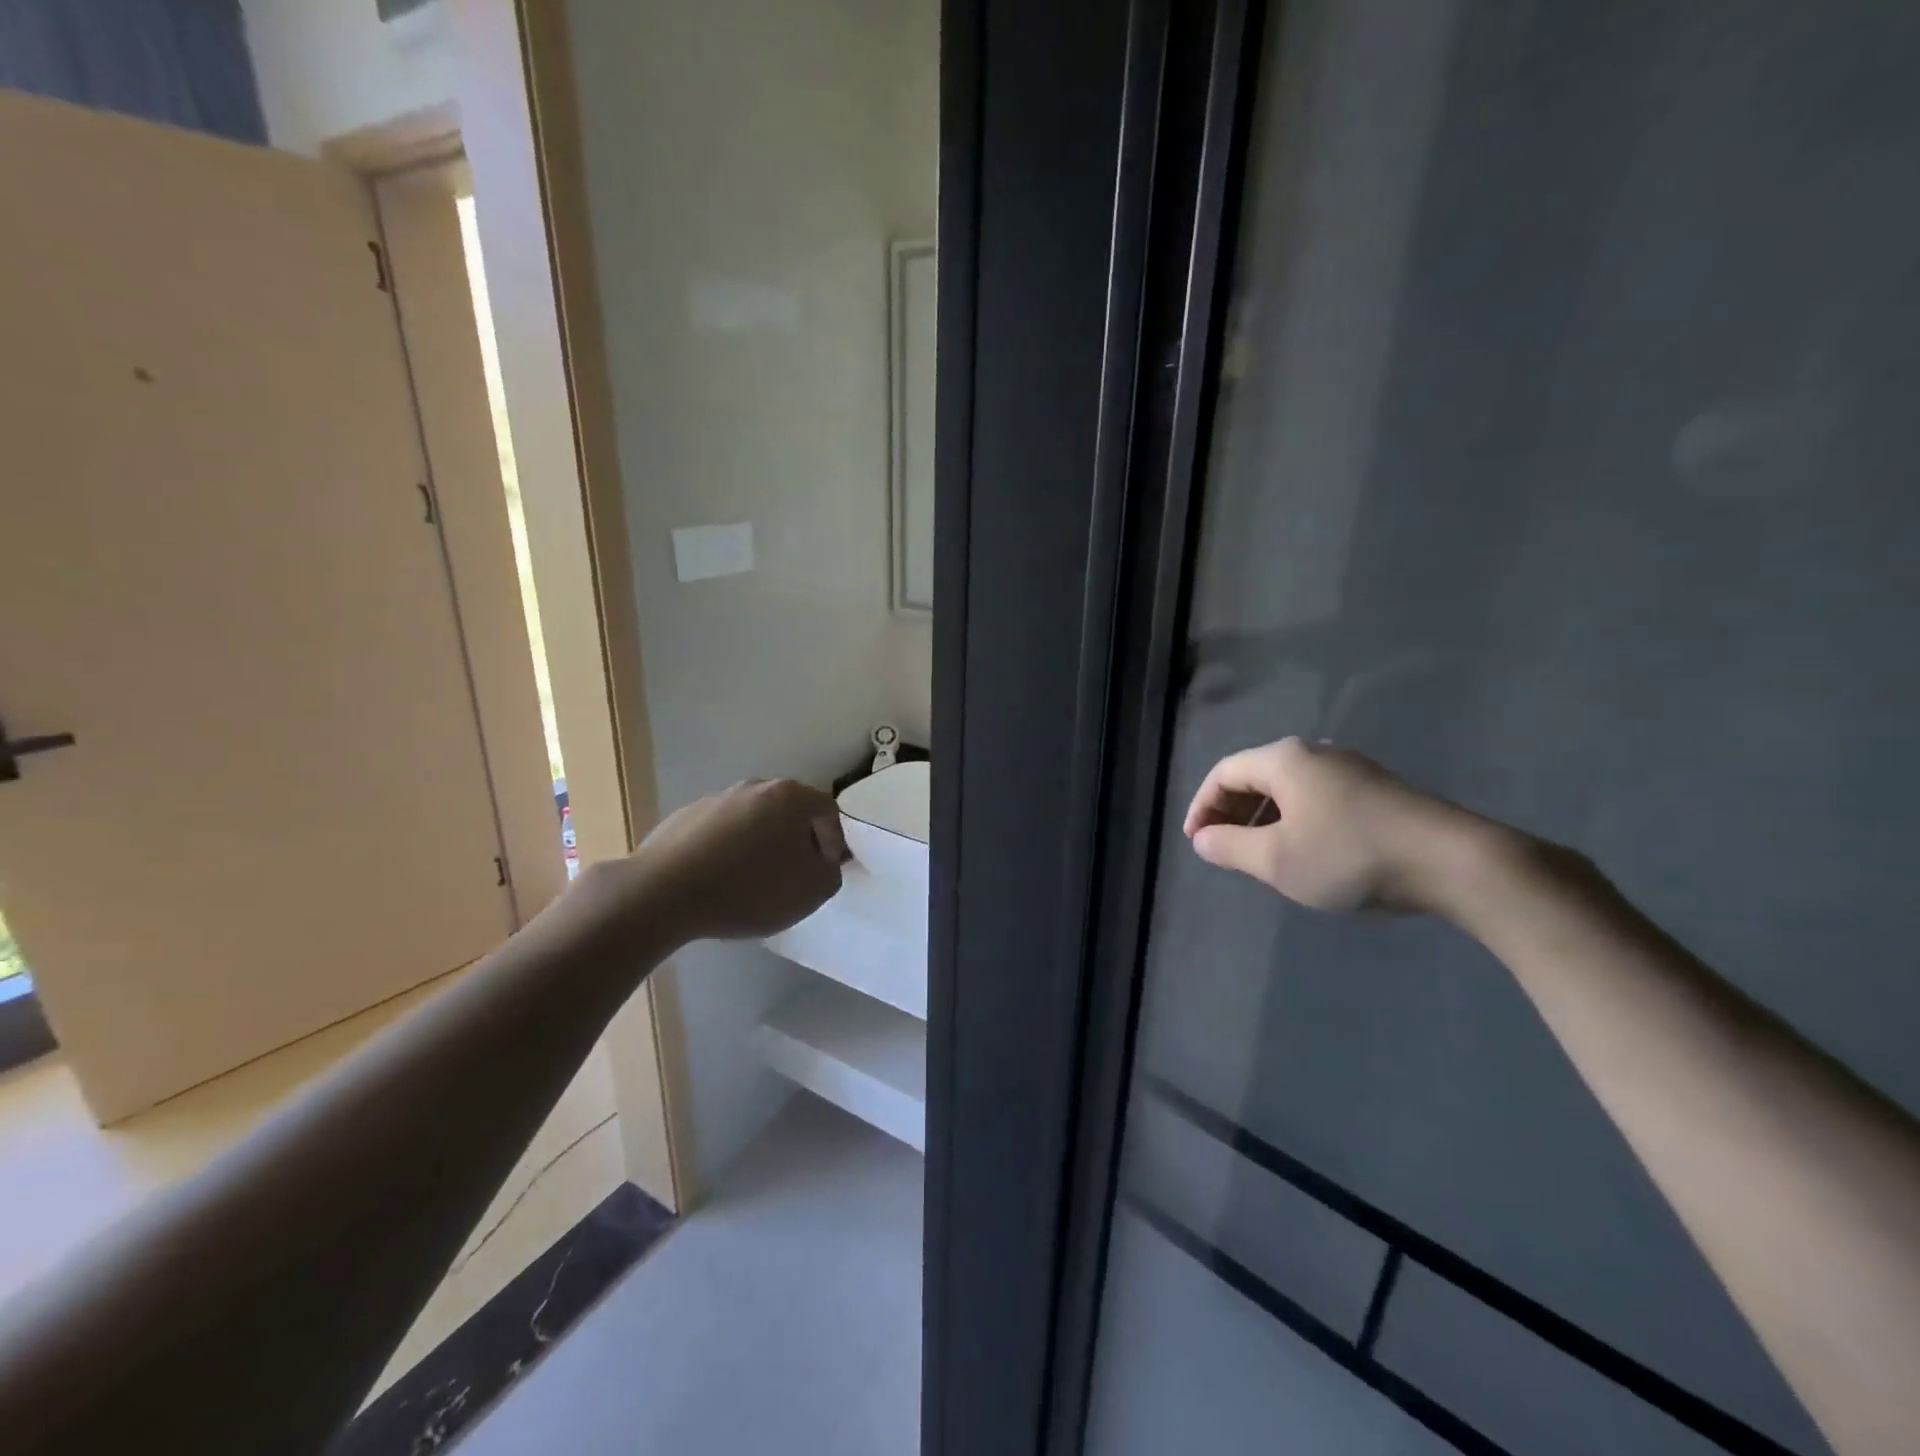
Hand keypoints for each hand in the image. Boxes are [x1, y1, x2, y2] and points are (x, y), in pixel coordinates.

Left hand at [625, 778, 849, 942]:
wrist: (665, 892)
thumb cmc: (751, 888)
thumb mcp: (812, 891)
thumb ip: (830, 872)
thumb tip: (823, 861)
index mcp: (791, 796)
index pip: (827, 812)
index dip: (833, 843)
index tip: (824, 872)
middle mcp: (756, 787)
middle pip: (789, 813)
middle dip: (796, 842)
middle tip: (792, 876)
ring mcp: (717, 799)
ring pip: (753, 822)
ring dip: (760, 846)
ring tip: (752, 883)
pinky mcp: (685, 817)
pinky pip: (720, 833)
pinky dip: (727, 852)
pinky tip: (719, 882)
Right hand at [1183, 737, 1484, 913]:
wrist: (1452, 861)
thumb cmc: (1349, 855)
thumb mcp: (1277, 859)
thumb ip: (1230, 847)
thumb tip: (1203, 839)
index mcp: (1283, 760)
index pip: (1224, 773)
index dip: (1202, 806)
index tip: (1195, 841)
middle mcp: (1314, 753)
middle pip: (1256, 775)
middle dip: (1231, 811)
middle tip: (1221, 847)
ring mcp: (1350, 769)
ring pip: (1288, 788)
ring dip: (1262, 817)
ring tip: (1258, 853)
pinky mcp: (1377, 790)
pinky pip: (1316, 797)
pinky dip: (1294, 819)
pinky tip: (1304, 850)